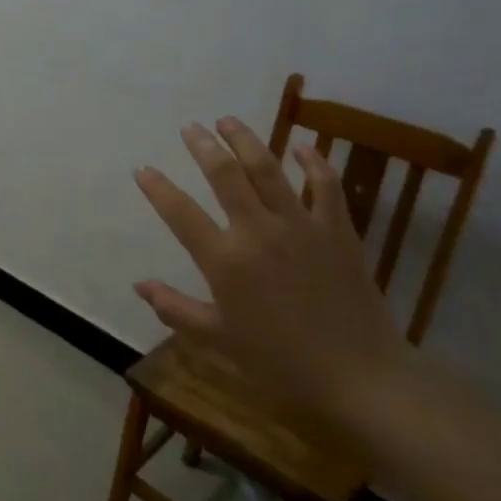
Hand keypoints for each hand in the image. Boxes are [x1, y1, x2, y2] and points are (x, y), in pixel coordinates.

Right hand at [132, 117, 405, 430]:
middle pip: (225, 175)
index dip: (158, 188)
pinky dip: (313, 162)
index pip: (180, 213)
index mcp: (225, 261)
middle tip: (191, 127)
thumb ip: (176, 309)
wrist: (361, 380)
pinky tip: (303, 147)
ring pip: (269, 169)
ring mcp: (301, 226)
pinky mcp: (337, 230)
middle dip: (203, 146)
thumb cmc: (281, 365)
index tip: (143, 168)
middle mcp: (258, 232)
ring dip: (246, 140)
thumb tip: (139, 285)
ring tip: (229, 120)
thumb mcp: (219, 341)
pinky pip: (325, 186)